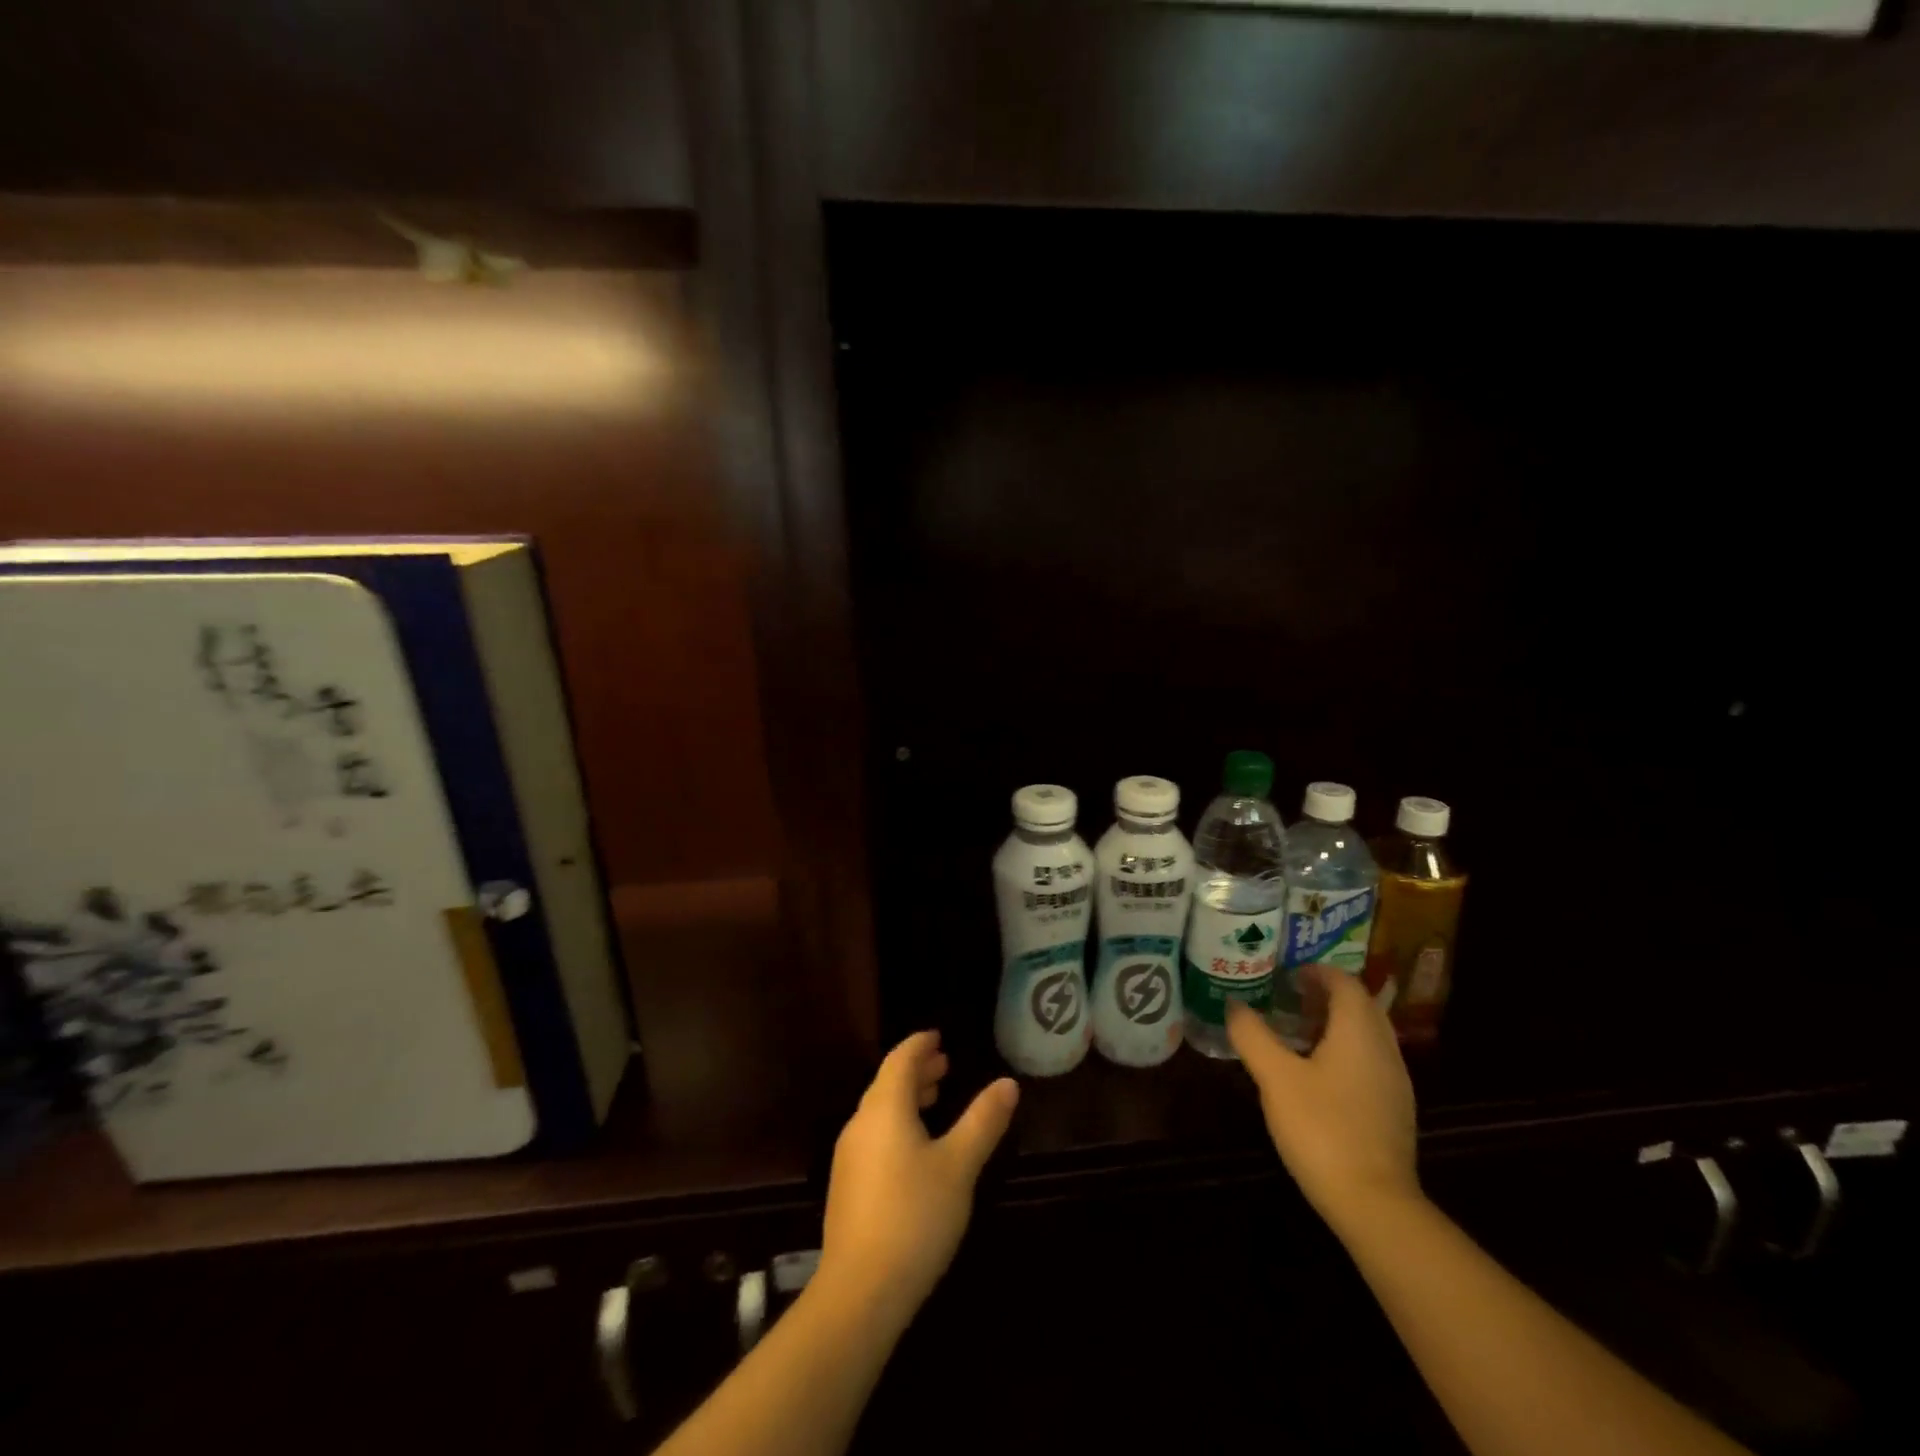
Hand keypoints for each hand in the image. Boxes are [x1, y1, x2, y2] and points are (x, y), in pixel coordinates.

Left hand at [818, 1031, 1019, 1329]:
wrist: (860, 1291)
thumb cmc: (915, 1216)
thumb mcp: (959, 1166)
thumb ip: (983, 1121)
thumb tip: (1007, 1083)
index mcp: (884, 1108)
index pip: (900, 1060)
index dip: (919, 1045)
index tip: (938, 1036)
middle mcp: (861, 1124)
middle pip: (887, 1083)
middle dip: (916, 1070)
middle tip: (944, 1064)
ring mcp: (849, 1157)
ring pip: (880, 1111)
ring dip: (906, 1098)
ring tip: (934, 1098)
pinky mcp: (847, 1186)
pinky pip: (874, 1136)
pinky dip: (897, 1124)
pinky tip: (915, 1148)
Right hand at [1226, 968, 1420, 1230]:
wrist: (1375, 1204)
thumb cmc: (1322, 1128)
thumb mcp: (1275, 1077)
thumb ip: (1252, 1035)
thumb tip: (1233, 1004)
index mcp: (1359, 1033)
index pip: (1345, 982)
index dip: (1316, 971)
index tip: (1285, 974)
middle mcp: (1384, 1049)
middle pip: (1360, 1006)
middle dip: (1325, 995)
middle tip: (1287, 997)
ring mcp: (1395, 1083)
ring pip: (1367, 1035)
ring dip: (1335, 1023)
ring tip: (1296, 1031)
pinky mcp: (1394, 1111)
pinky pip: (1370, 1061)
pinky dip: (1345, 1050)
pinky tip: (1317, 1073)